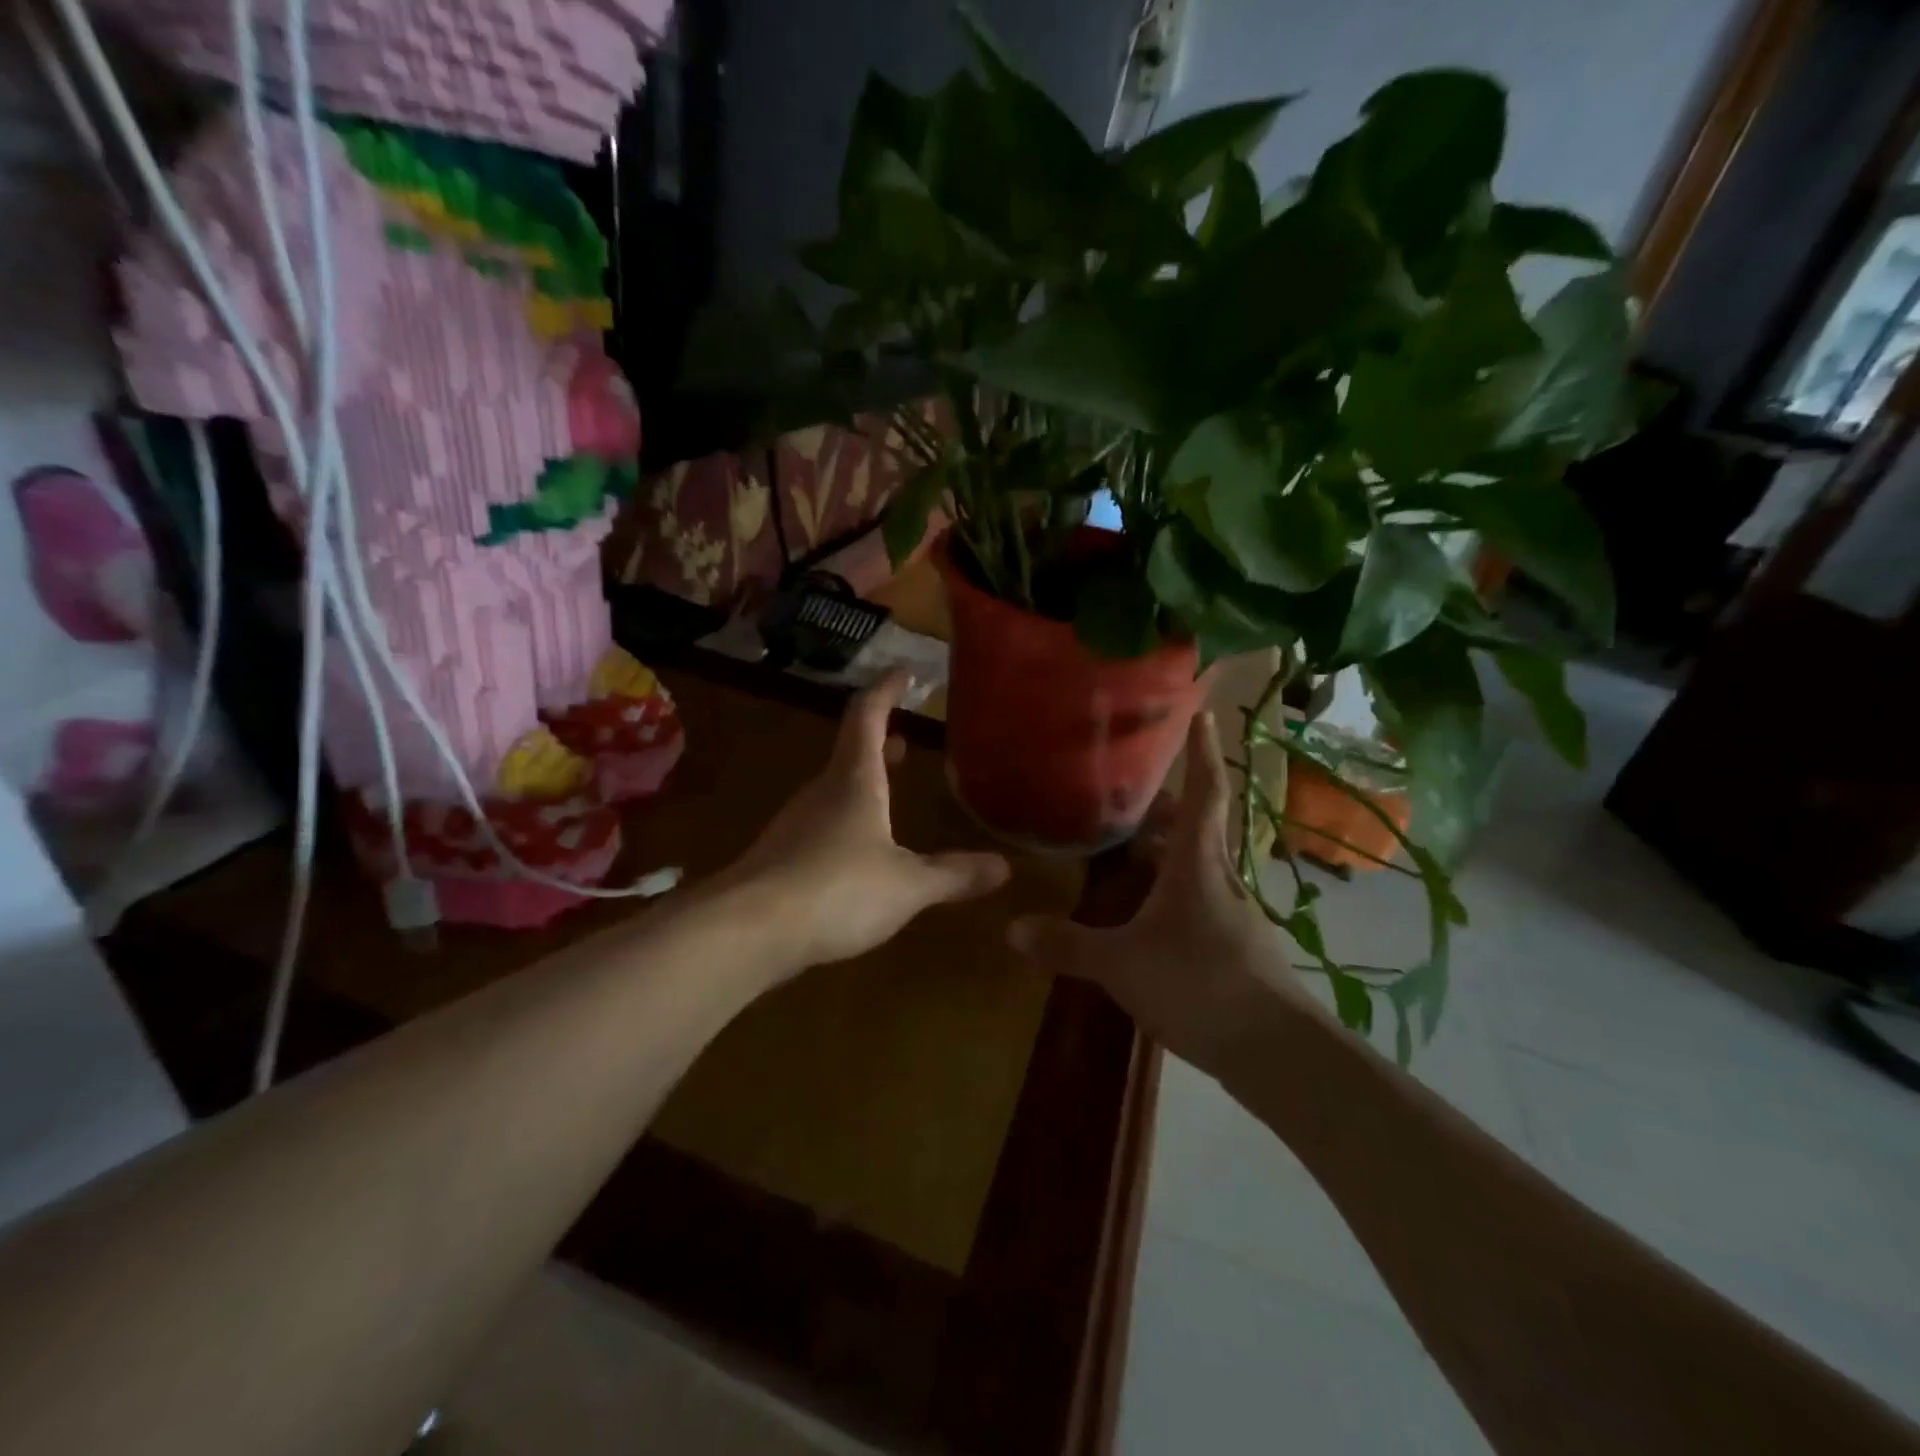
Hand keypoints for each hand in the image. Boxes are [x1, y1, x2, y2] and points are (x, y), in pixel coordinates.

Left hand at [722, 669, 1010, 972]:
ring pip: (834, 790)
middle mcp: (821, 793)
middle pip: (850, 753)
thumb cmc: (837, 890)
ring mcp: (795, 825)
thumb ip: (953, 875)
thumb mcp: (908, 885)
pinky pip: (821, 826)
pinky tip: (858, 853)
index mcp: (854, 781)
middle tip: (904, 741)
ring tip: (887, 792)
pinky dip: (847, 821)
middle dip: (880, 744)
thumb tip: (1004, 867)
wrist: (748, 932)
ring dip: (863, 783)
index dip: (887, 691)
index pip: (868, 716)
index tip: (903, 672)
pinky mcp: (781, 859)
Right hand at [1008, 710, 1323, 1072]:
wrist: (1274, 1050)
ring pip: (1200, 865)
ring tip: (1135, 849)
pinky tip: (1153, 913)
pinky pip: (1202, 898)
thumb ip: (1067, 944)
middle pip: (1198, 827)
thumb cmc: (1198, 984)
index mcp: (1197, 864)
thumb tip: (1010, 929)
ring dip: (1172, 850)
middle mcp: (1220, 877)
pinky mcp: (1238, 945)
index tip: (1204, 712)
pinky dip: (1177, 889)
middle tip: (1135, 795)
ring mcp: (1234, 913)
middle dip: (1169, 807)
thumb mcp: (1121, 963)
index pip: (1204, 792)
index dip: (1203, 751)